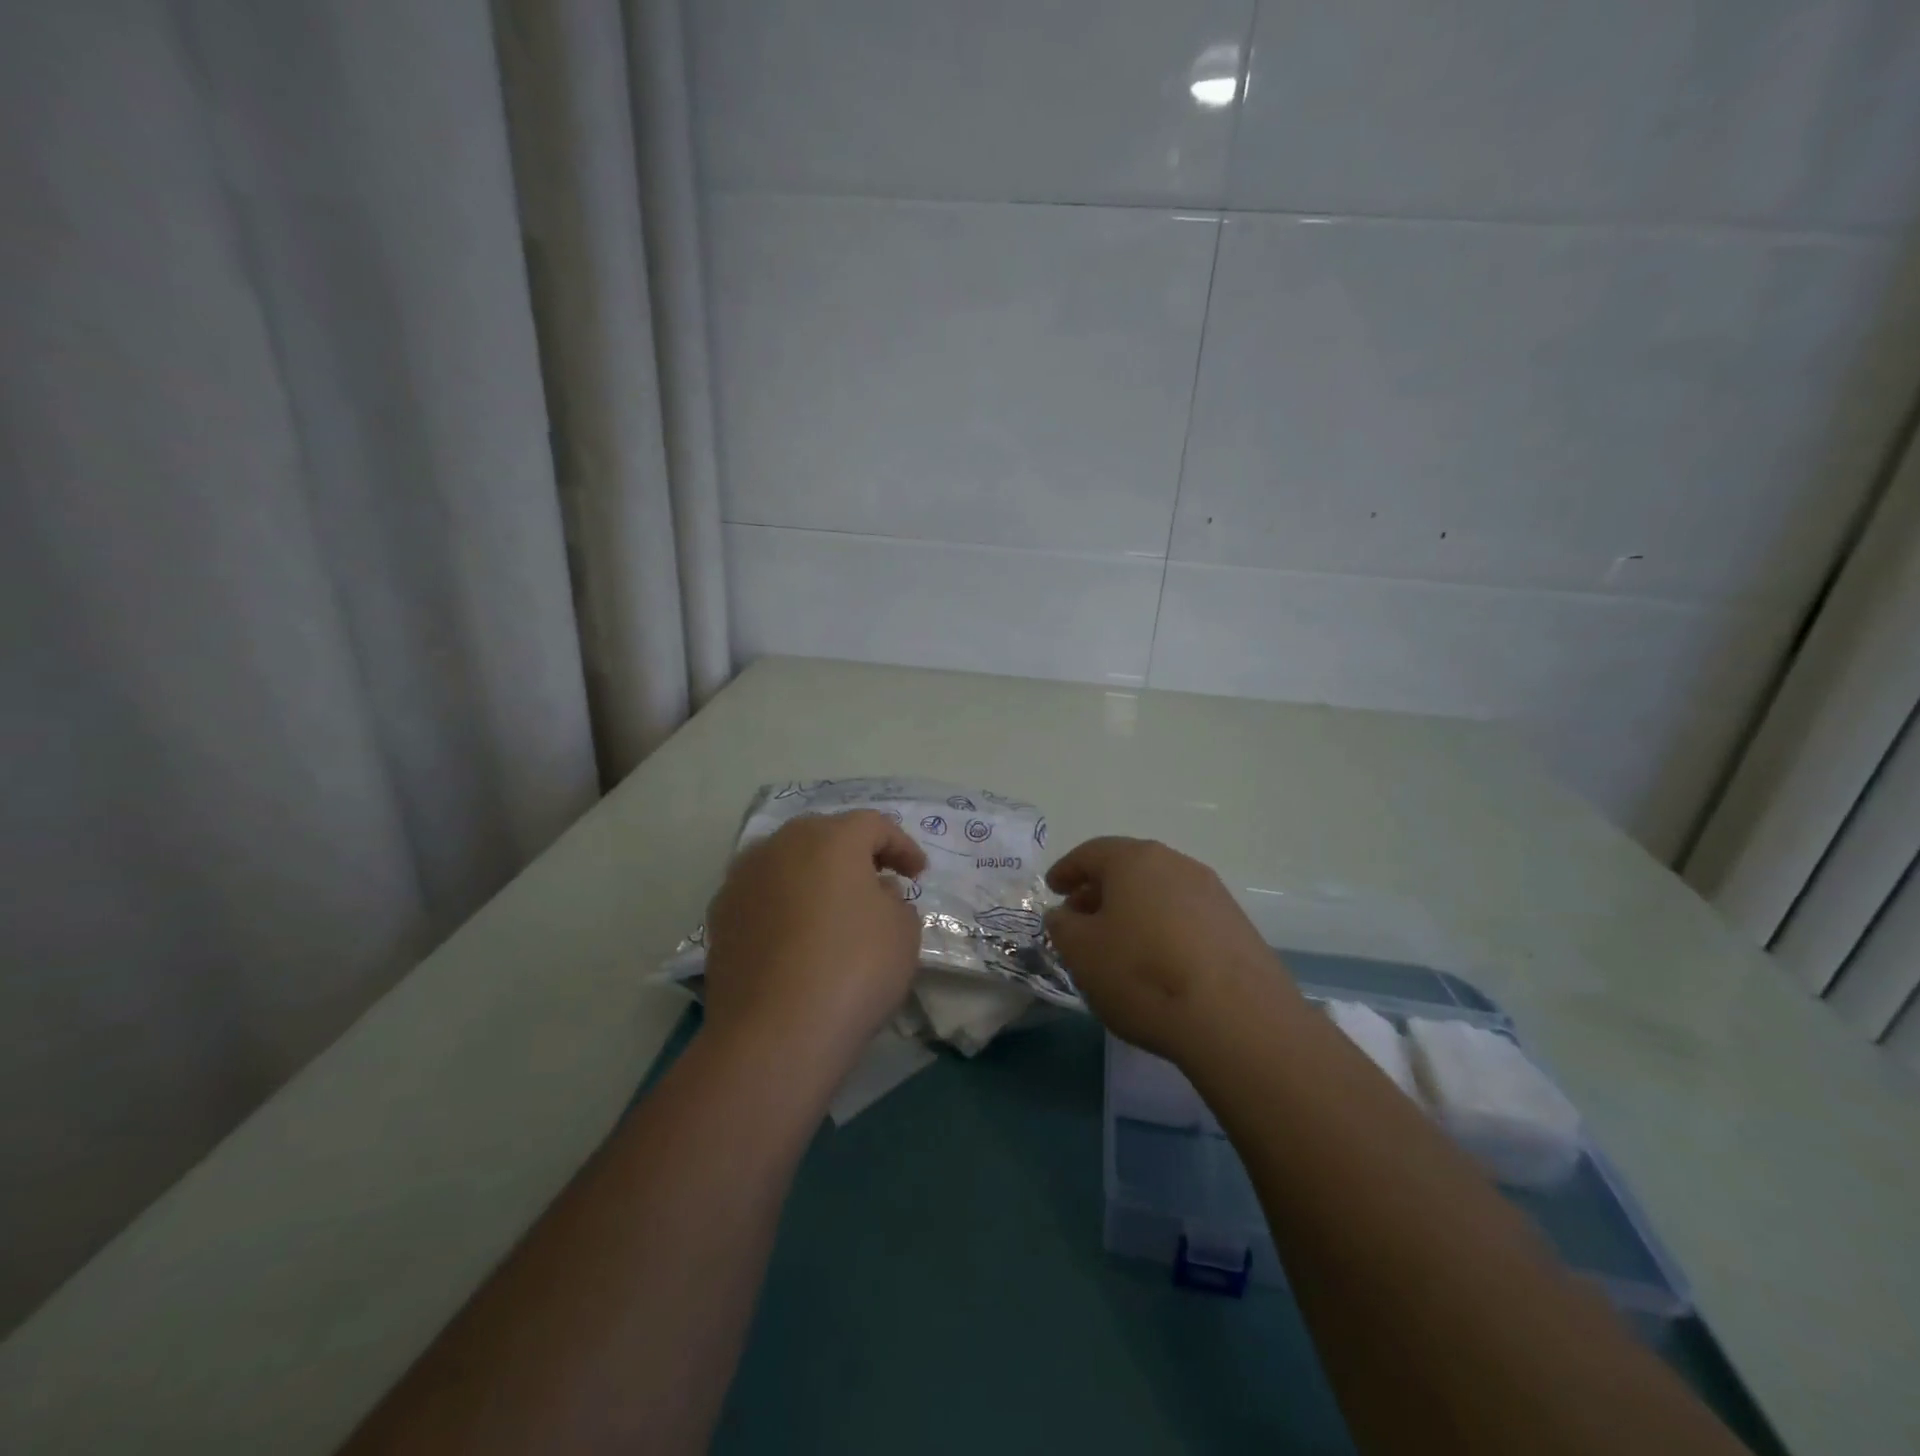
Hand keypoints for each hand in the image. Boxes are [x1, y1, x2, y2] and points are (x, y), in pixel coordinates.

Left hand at [702, 810, 928, 1077]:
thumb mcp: (903, 931)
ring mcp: (743, 878)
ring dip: (814, 875)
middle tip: (878, 881)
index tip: (918, 874)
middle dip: (854, 853)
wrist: (775, 1033)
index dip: (902, 846)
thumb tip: (874, 895)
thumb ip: (895, 900)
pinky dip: (784, 902)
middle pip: (825, 835)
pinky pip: (763, 893)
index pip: (874, 825)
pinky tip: (796, 934)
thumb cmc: (853, 969)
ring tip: (833, 907)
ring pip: (788, 861)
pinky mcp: (720, 914)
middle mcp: (782, 844)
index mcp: (831, 838)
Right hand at [1044, 837, 1299, 1064]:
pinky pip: (1185, 916)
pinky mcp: (1236, 925)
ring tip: (1117, 943)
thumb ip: (1063, 926)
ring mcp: (1212, 893)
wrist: (1236, 1019)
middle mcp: (1175, 864)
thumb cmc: (1142, 974)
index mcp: (1134, 859)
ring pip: (1158, 892)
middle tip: (1079, 918)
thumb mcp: (1081, 952)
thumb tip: (1065, 915)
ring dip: (1132, 910)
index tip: (1052, 889)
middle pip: (1128, 868)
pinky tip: (1156, 961)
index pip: (1091, 853)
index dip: (1066, 870)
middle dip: (1099, 891)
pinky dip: (1162, 928)